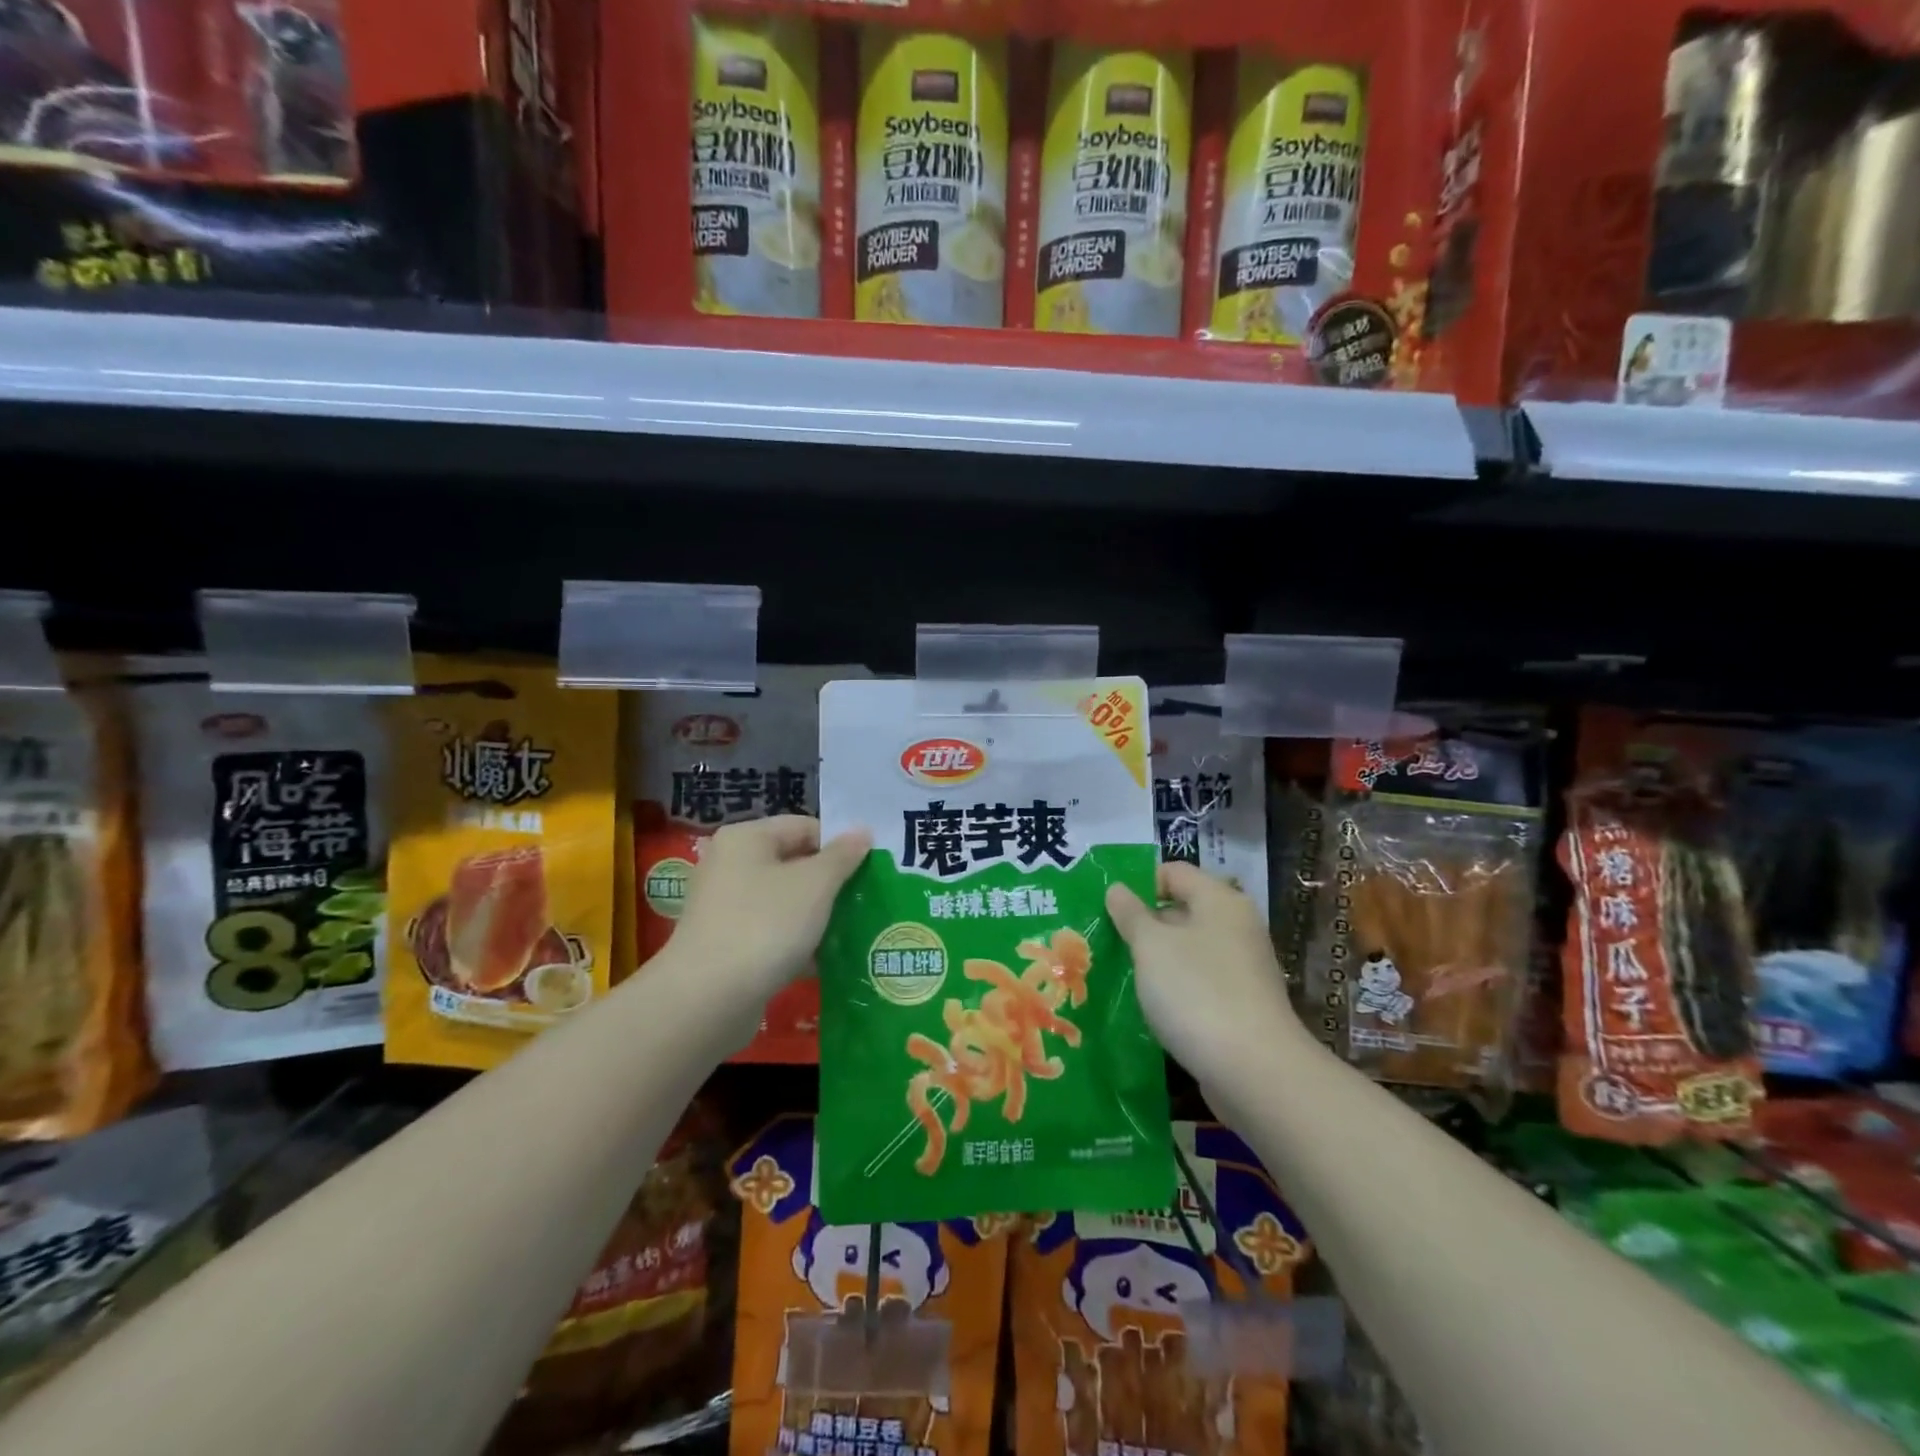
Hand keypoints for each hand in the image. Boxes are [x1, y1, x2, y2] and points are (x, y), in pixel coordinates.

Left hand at [669, 816, 871, 1004]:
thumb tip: (862, 832)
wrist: (707, 999)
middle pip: (793, 863)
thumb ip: (842, 856)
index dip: (839, 845)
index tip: (869, 871)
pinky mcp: (725, 944)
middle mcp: (729, 865)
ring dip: (816, 915)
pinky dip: (796, 941)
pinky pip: (771, 932)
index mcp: (746, 838)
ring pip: (784, 901)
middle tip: (864, 901)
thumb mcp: (815, 884)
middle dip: (830, 883)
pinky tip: (824, 960)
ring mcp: (724, 907)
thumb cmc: (765, 925)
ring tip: (851, 931)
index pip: (804, 827)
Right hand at [1106, 861, 1305, 1083]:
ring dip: (1157, 958)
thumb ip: (1130, 914)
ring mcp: (1243, 968)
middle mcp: (1237, 927)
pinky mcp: (1242, 1005)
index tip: (1108, 908)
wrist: (1255, 1071)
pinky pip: (1199, 982)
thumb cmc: (1196, 992)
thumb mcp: (1151, 946)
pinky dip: (1175, 988)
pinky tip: (1150, 1005)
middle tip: (1105, 939)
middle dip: (1144, 923)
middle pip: (1182, 910)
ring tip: (1120, 973)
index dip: (1139, 883)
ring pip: (1189, 949)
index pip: (1174, 872)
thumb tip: (1118, 889)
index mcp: (1220, 900)